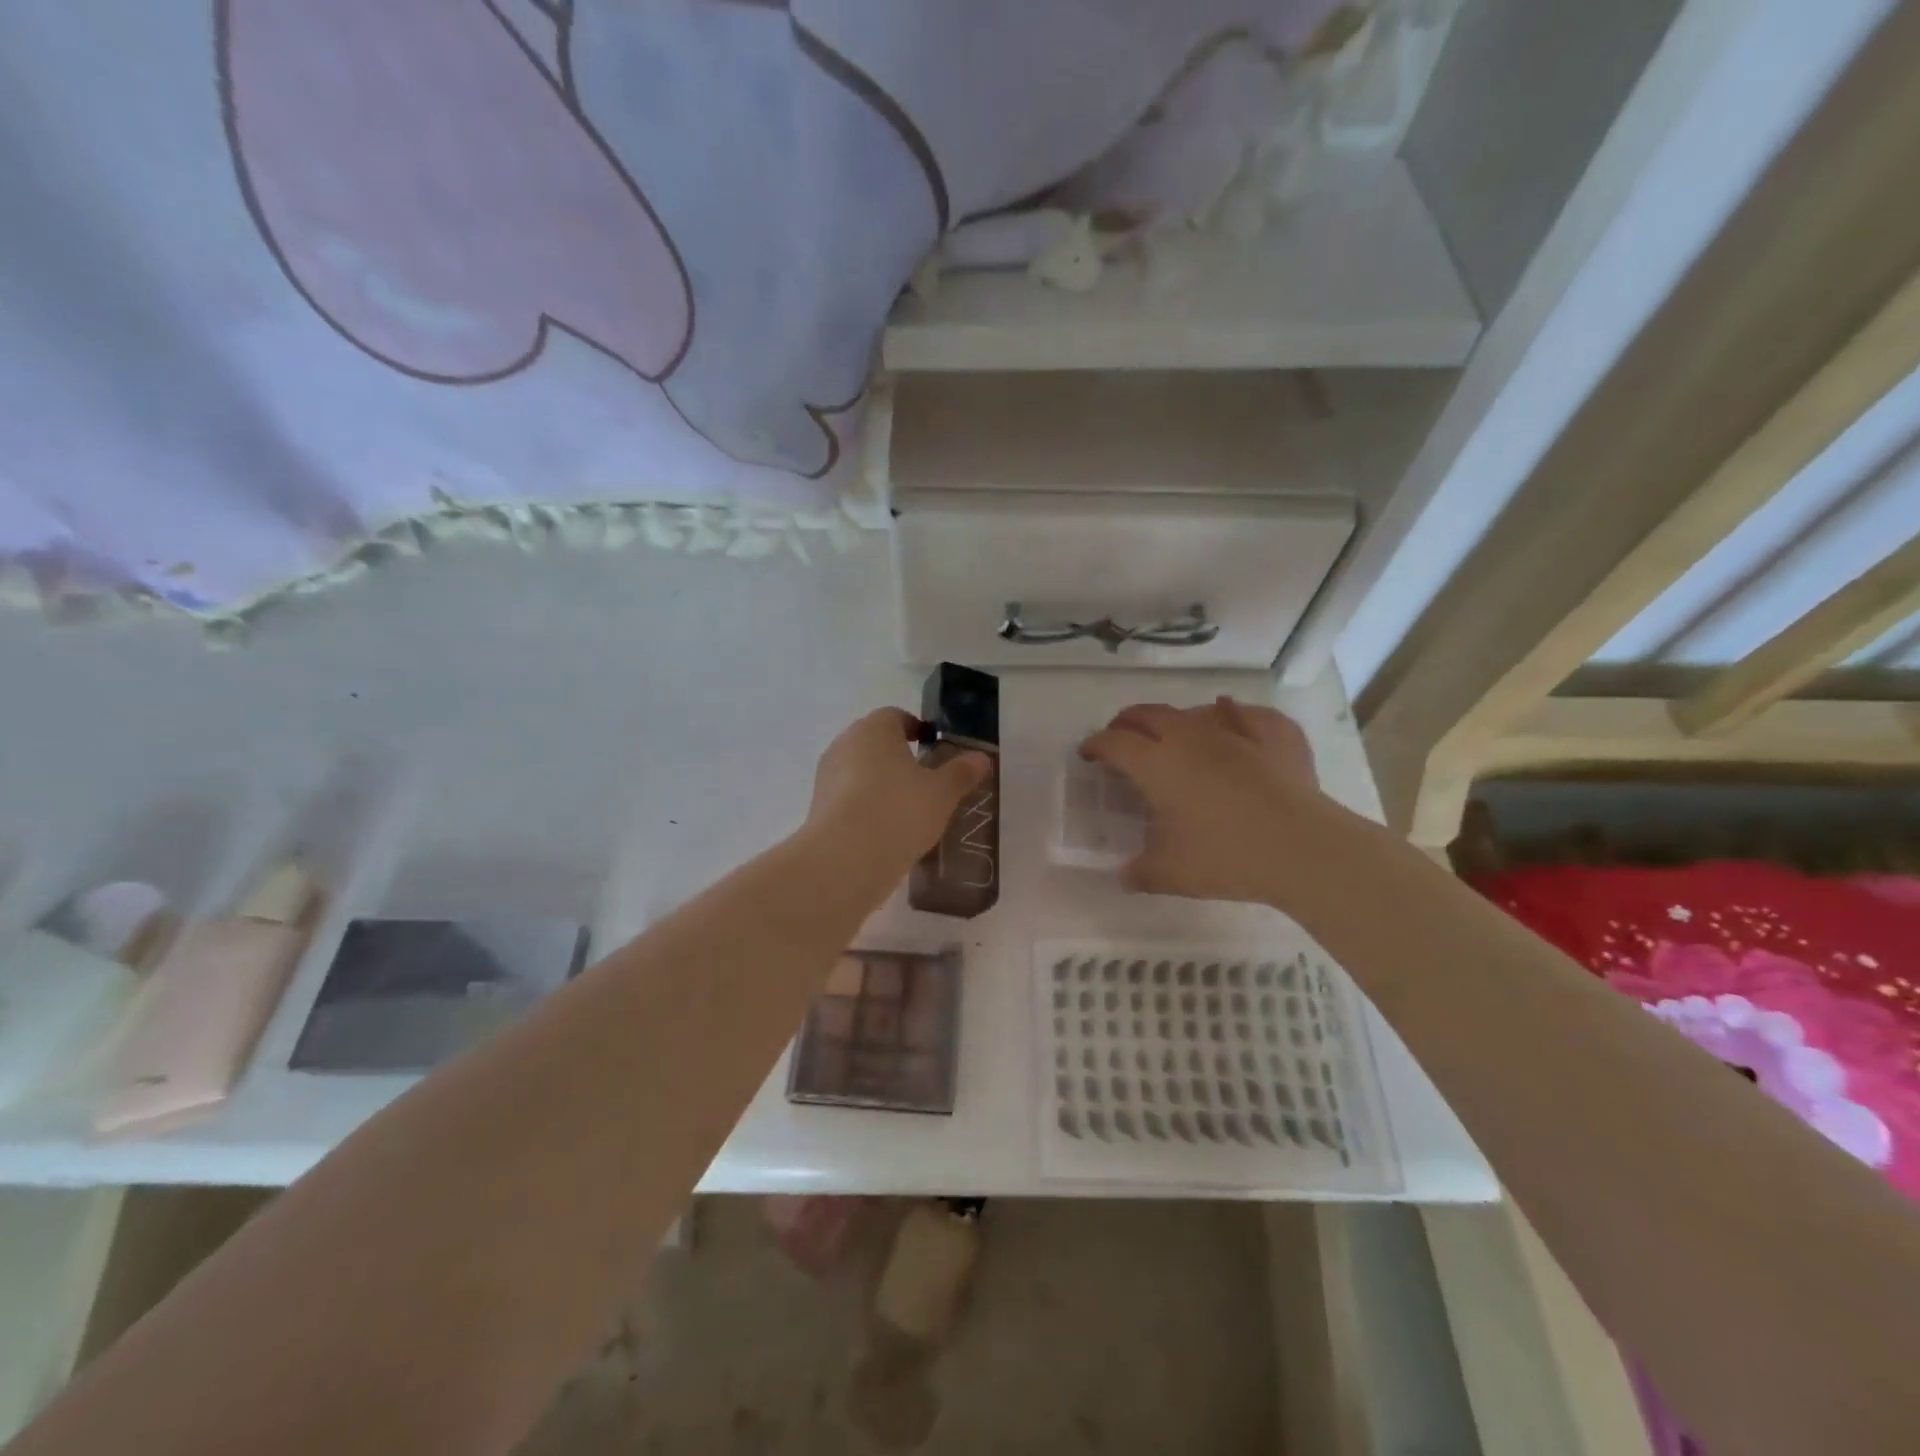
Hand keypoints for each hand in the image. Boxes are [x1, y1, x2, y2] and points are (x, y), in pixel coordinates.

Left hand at [806, 708, 990, 872]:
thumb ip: (961, 772)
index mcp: (874, 729)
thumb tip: (981, 757)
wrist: (845, 859)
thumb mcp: (942, 793)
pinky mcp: (817, 807)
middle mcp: (844, 744)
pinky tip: (884, 830)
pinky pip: (847, 798)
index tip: (931, 745)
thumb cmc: (899, 810)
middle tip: (923, 779)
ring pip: (859, 771)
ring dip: (879, 783)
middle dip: (897, 757)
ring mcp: (826, 776)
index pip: (895, 716)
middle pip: (874, 742)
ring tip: (906, 809)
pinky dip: (865, 806)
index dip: (915, 728)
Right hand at [1081, 697, 1327, 903]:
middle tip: (1121, 736)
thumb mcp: (1171, 875)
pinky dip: (1232, 715)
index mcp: (1158, 765)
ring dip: (1175, 719)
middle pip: (1149, 714)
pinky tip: (1232, 717)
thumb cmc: (1226, 857)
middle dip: (1128, 721)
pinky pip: (1246, 715)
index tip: (1088, 754)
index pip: (1115, 743)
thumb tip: (1125, 875)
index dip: (1096, 745)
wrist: (1302, 848)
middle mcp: (1190, 738)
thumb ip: (1141, 873)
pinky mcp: (1274, 735)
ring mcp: (1235, 731)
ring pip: (1193, 711)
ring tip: (1174, 733)